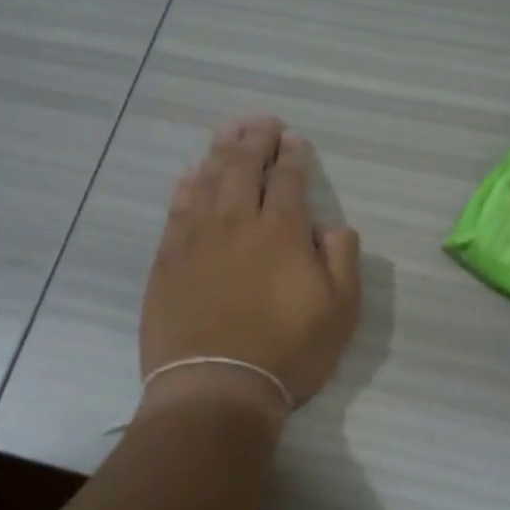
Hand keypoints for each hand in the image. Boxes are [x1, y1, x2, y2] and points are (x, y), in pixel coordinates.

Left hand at [138, 116, 361, 423]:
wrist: (216, 387)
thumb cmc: (287, 353)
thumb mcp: (340, 313)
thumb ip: (341, 261)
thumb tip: (331, 227)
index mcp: (283, 233)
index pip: (289, 180)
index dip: (293, 156)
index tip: (294, 139)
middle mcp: (238, 223)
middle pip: (244, 168)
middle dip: (255, 140)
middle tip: (261, 122)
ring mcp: (197, 239)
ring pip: (209, 180)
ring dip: (221, 151)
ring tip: (228, 131)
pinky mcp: (168, 259)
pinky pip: (178, 208)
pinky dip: (188, 184)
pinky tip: (193, 173)